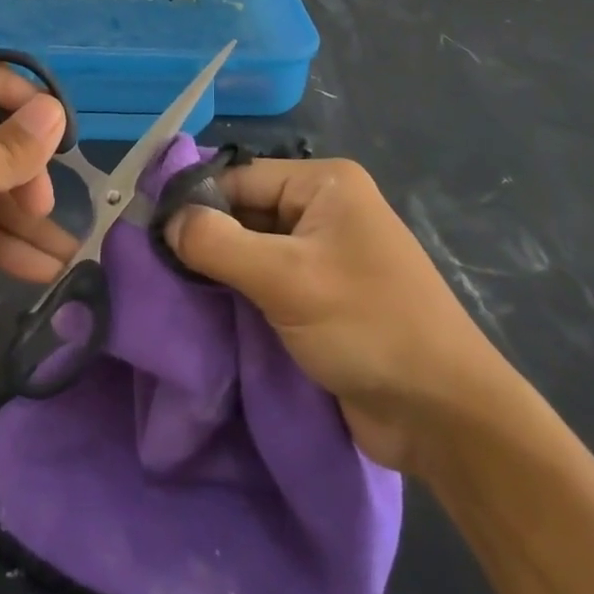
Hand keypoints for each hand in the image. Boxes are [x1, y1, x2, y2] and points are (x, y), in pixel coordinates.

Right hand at [164, 158, 511, 471]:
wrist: (445, 416)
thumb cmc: (368, 326)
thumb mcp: (286, 279)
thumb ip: (218, 243)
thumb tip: (166, 221)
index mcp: (324, 183)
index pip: (239, 178)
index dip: (195, 203)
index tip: (149, 235)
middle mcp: (324, 208)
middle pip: (245, 211)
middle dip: (206, 238)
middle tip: (155, 267)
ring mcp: (325, 253)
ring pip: (253, 248)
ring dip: (220, 270)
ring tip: (171, 290)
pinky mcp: (323, 295)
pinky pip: (268, 280)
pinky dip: (239, 293)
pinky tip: (205, 310)